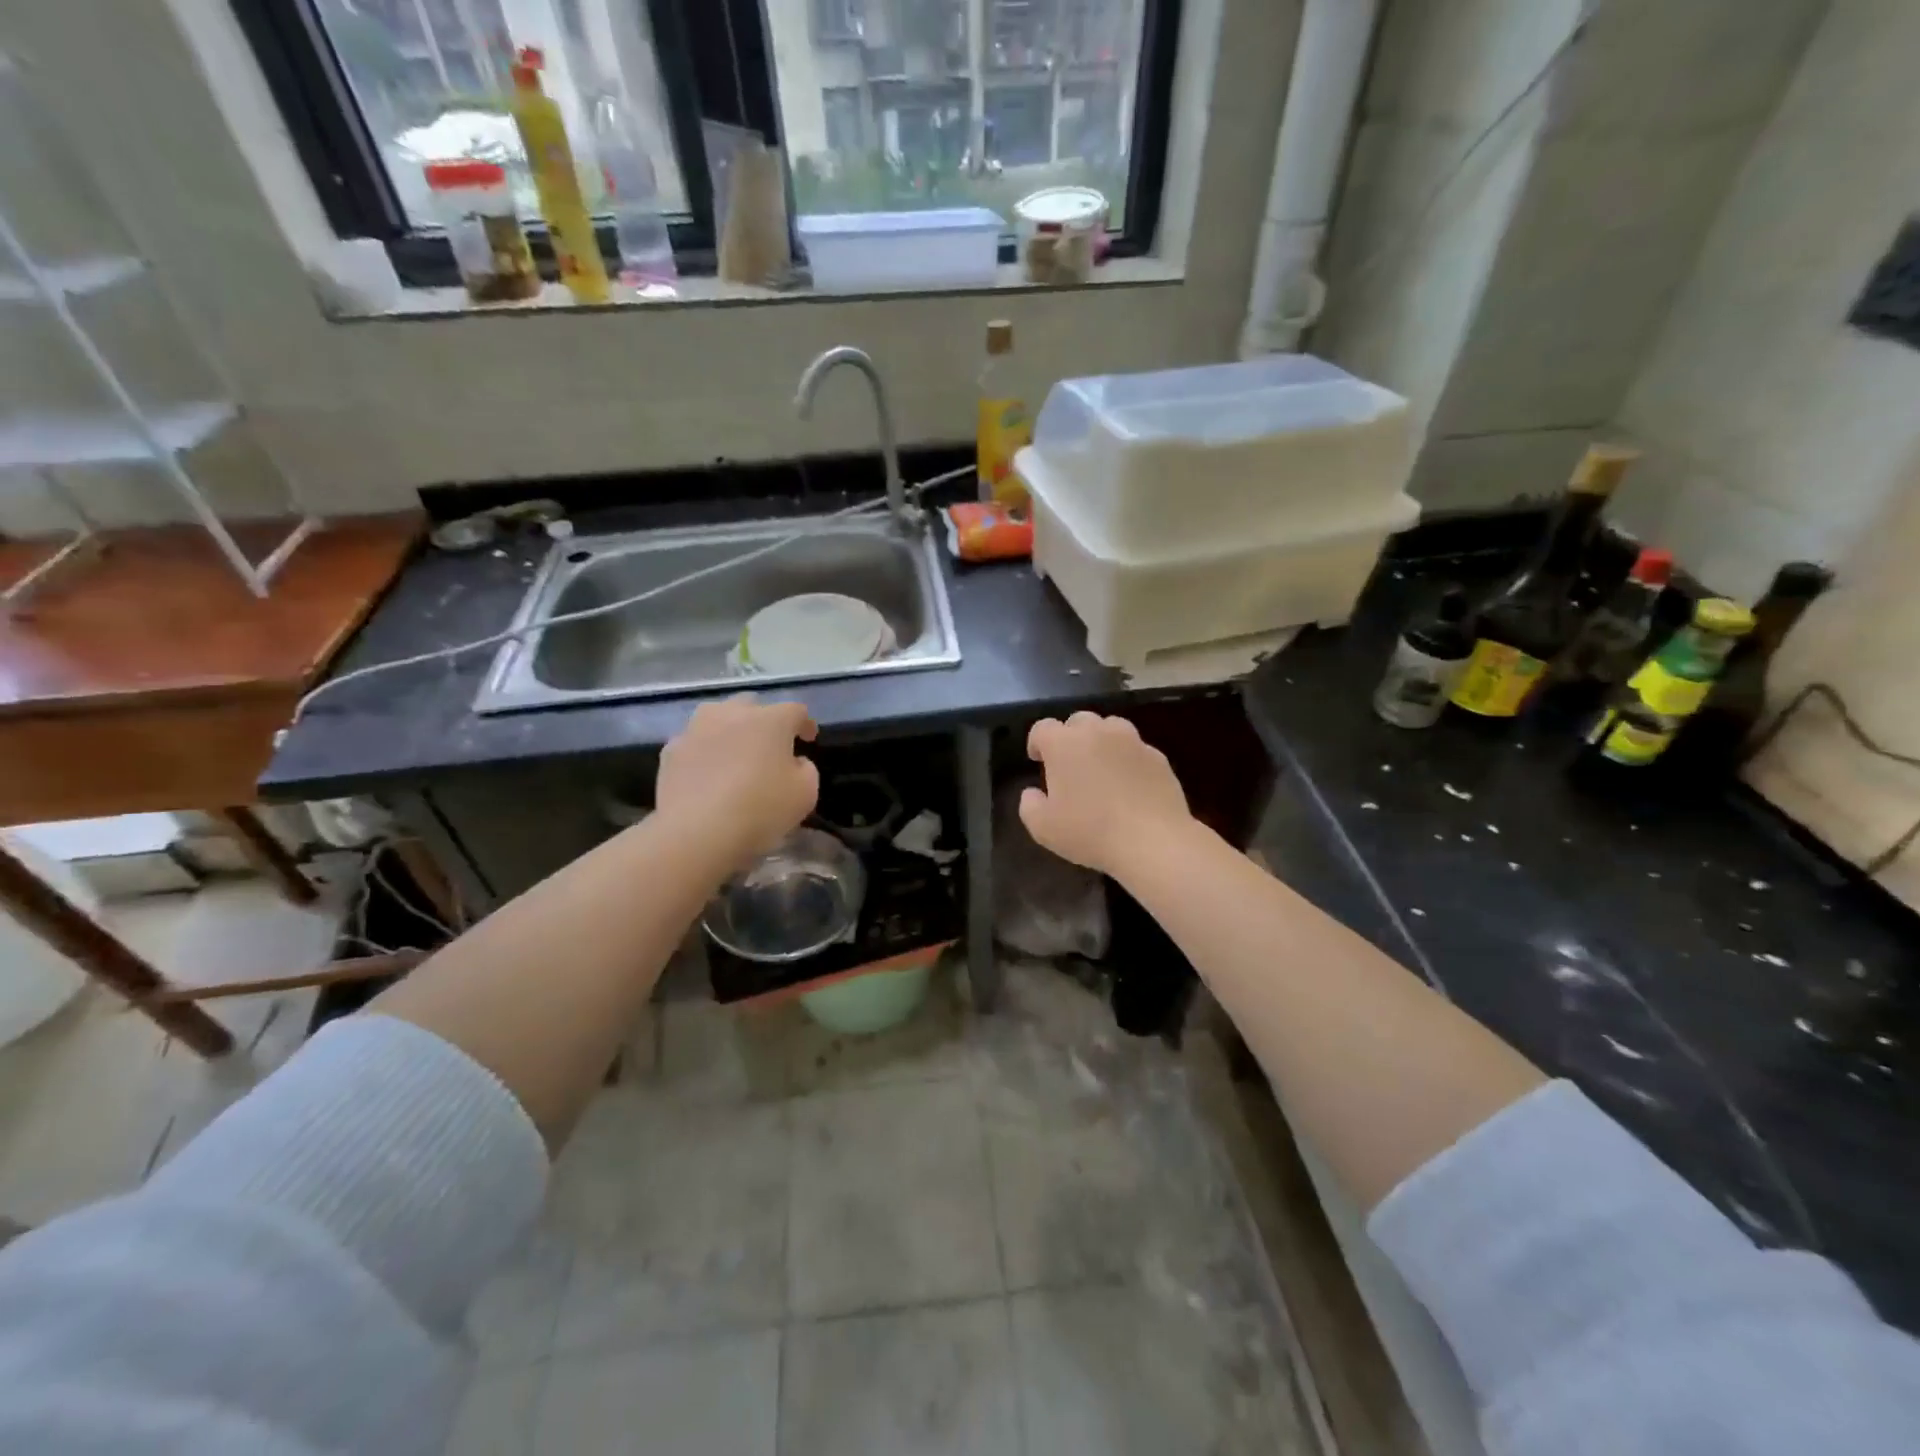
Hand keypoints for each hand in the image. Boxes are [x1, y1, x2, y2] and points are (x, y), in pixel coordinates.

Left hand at [656, 697, 819, 867]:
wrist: (696, 832)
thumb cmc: (761, 809)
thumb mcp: (805, 794)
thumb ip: (806, 770)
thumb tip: (795, 762)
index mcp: (771, 720)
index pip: (795, 711)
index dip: (805, 724)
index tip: (808, 739)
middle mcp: (732, 713)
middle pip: (752, 706)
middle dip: (764, 720)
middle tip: (770, 744)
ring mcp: (696, 729)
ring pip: (717, 717)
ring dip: (730, 729)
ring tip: (734, 752)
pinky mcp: (671, 750)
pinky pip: (694, 742)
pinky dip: (704, 751)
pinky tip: (707, 772)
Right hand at [1019, 712, 1193, 877]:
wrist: (1154, 842)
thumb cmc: (1091, 832)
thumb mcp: (1043, 828)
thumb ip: (1029, 805)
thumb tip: (1033, 792)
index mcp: (1064, 743)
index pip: (1042, 728)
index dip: (1037, 743)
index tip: (1038, 761)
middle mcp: (1098, 732)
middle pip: (1078, 721)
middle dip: (1070, 738)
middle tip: (1070, 766)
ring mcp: (1132, 741)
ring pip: (1110, 728)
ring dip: (1101, 742)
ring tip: (1101, 769)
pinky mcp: (1158, 756)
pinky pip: (1135, 749)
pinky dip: (1127, 759)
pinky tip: (1129, 786)